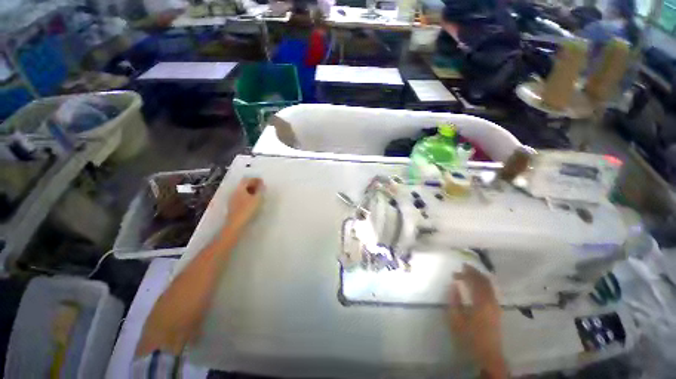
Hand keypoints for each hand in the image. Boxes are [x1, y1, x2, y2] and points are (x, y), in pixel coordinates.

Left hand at [225, 177, 263, 231]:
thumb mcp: (257, 198)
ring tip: (258, 194)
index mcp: (240, 188)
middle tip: (261, 187)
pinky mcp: (233, 206)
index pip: (247, 180)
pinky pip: (241, 197)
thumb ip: (260, 190)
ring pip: (242, 191)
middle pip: (243, 185)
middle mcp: (235, 192)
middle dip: (252, 184)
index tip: (262, 181)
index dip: (255, 179)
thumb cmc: (248, 209)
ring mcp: (233, 199)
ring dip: (250, 190)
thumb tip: (262, 184)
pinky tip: (252, 201)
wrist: (236, 223)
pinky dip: (247, 196)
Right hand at [447, 264, 507, 378]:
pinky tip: (479, 284)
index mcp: (481, 302)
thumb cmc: (470, 337)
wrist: (488, 355)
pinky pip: (492, 291)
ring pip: (489, 286)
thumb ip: (454, 300)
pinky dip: (484, 284)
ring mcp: (496, 306)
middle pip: (484, 281)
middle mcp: (491, 301)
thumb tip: (454, 285)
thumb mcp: (456, 320)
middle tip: (463, 267)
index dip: (465, 273)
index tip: (455, 271)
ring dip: (479, 277)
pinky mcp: (497, 310)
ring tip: (470, 272)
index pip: (474, 282)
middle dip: (473, 272)